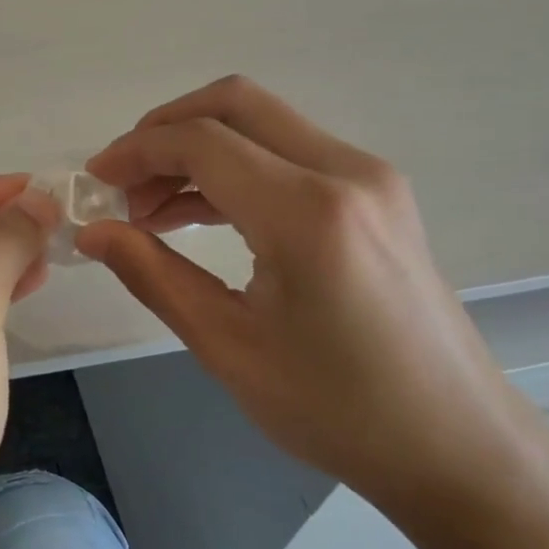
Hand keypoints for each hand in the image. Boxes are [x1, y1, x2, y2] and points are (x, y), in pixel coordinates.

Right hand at [81, 76, 546, 515]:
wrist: (455, 443)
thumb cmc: (337, 409)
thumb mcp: (228, 347)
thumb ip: (153, 275)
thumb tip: (92, 232)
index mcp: (307, 212)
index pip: (201, 142)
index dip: (135, 152)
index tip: (94, 183)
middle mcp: (346, 172)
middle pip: (235, 104)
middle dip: (164, 131)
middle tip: (122, 182)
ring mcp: (370, 178)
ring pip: (264, 124)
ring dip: (199, 149)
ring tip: (150, 208)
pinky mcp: (378, 195)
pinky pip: (291, 154)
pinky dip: (237, 168)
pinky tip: (199, 212)